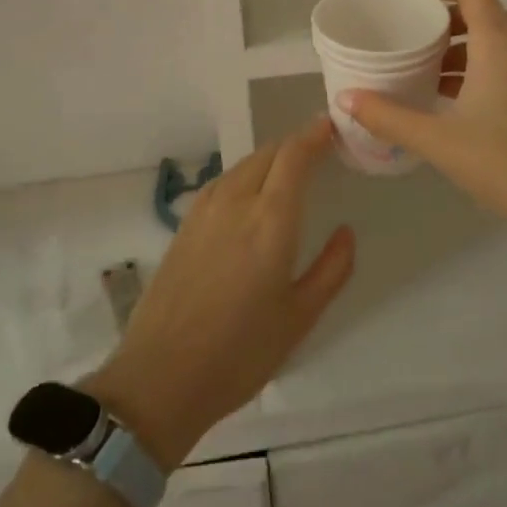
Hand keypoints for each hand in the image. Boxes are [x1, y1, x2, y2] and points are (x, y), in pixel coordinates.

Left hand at [85, 118, 353, 468]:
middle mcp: (236, 202)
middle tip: (319, 152)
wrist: (160, 379)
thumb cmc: (240, 352)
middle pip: (268, 153)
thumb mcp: (300, 317)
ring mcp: (204, 211)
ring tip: (289, 172)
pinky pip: (223, 182)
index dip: (314, 135)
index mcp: (271, 220)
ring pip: (243, 165)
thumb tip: (346, 232)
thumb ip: (332, 269)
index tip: (332, 127)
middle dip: (295, 145)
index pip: (294, 156)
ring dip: (270, 159)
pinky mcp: (184, 226)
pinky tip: (251, 196)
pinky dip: (246, 175)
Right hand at [340, 0, 506, 241]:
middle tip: (411, 35)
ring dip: (463, 45)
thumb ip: (389, 116)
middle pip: (483, 11)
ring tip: (427, 70)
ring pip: (498, 39)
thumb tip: (345, 98)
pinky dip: (481, 65)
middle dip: (445, 17)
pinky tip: (457, 99)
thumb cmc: (505, 162)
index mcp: (500, 42)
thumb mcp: (439, 140)